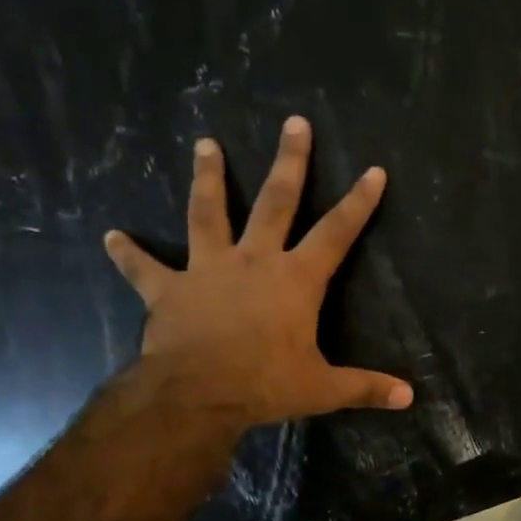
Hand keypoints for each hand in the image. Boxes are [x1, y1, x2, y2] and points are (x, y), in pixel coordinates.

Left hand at [104, 116, 413, 429]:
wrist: (197, 394)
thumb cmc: (265, 385)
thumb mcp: (322, 388)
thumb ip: (365, 387)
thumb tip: (409, 398)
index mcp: (296, 280)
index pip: (336, 232)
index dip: (358, 202)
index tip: (373, 170)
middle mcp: (254, 261)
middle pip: (276, 202)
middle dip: (289, 161)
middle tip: (294, 123)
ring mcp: (208, 270)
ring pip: (208, 214)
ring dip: (208, 179)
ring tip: (205, 145)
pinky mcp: (169, 290)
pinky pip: (145, 269)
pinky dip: (128, 254)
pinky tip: (111, 236)